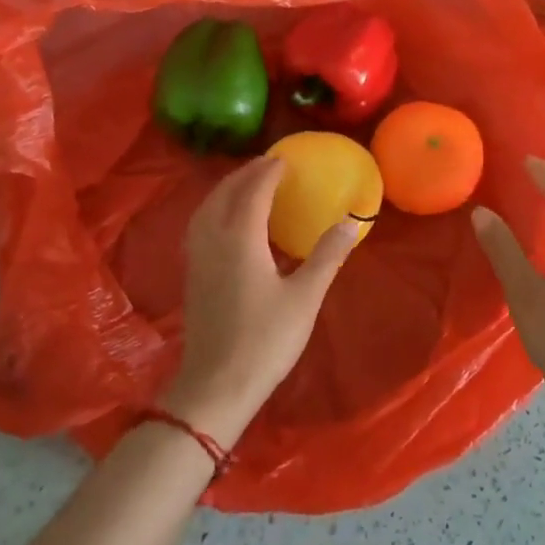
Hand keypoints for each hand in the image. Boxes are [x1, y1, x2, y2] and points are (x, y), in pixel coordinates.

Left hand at [163, 156, 357, 446]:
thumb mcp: (305, 298)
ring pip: (207, 207)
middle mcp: (212, 239)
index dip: (269, 171)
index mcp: (239, 238)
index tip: (287, 158)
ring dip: (228, 188)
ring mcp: (197, 257)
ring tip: (250, 184)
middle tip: (270, 165)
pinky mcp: (192, 274)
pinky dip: (216, 208)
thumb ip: (328, 255)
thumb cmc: (265, 341)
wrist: (215, 386)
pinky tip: (230, 220)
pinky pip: (201, 224)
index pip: (253, 190)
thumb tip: (352, 220)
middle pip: (224, 192)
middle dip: (246, 173)